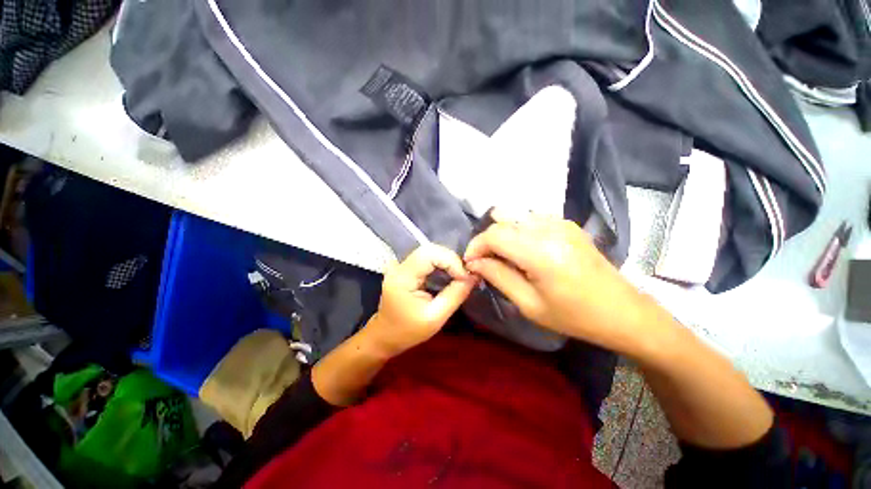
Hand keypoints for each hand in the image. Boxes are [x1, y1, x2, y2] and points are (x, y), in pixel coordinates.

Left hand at [365, 244, 477, 357]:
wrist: (385, 335)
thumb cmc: (408, 331)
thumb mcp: (435, 317)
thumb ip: (455, 295)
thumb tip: (474, 276)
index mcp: (402, 277)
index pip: (430, 254)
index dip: (451, 261)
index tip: (466, 277)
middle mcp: (399, 265)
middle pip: (430, 249)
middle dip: (452, 260)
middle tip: (465, 276)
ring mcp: (401, 264)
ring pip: (430, 251)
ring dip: (448, 261)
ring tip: (460, 275)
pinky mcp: (405, 267)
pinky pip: (427, 258)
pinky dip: (442, 263)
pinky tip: (450, 274)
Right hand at [464, 210, 672, 355]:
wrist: (622, 311)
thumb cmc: (574, 316)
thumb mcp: (529, 304)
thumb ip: (497, 276)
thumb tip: (474, 263)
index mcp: (540, 252)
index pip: (494, 234)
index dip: (476, 246)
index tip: (471, 263)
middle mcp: (549, 228)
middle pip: (502, 220)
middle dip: (487, 240)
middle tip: (486, 261)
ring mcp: (560, 222)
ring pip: (515, 215)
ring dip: (502, 233)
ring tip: (504, 256)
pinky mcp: (567, 223)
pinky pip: (530, 218)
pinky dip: (519, 230)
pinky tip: (525, 250)